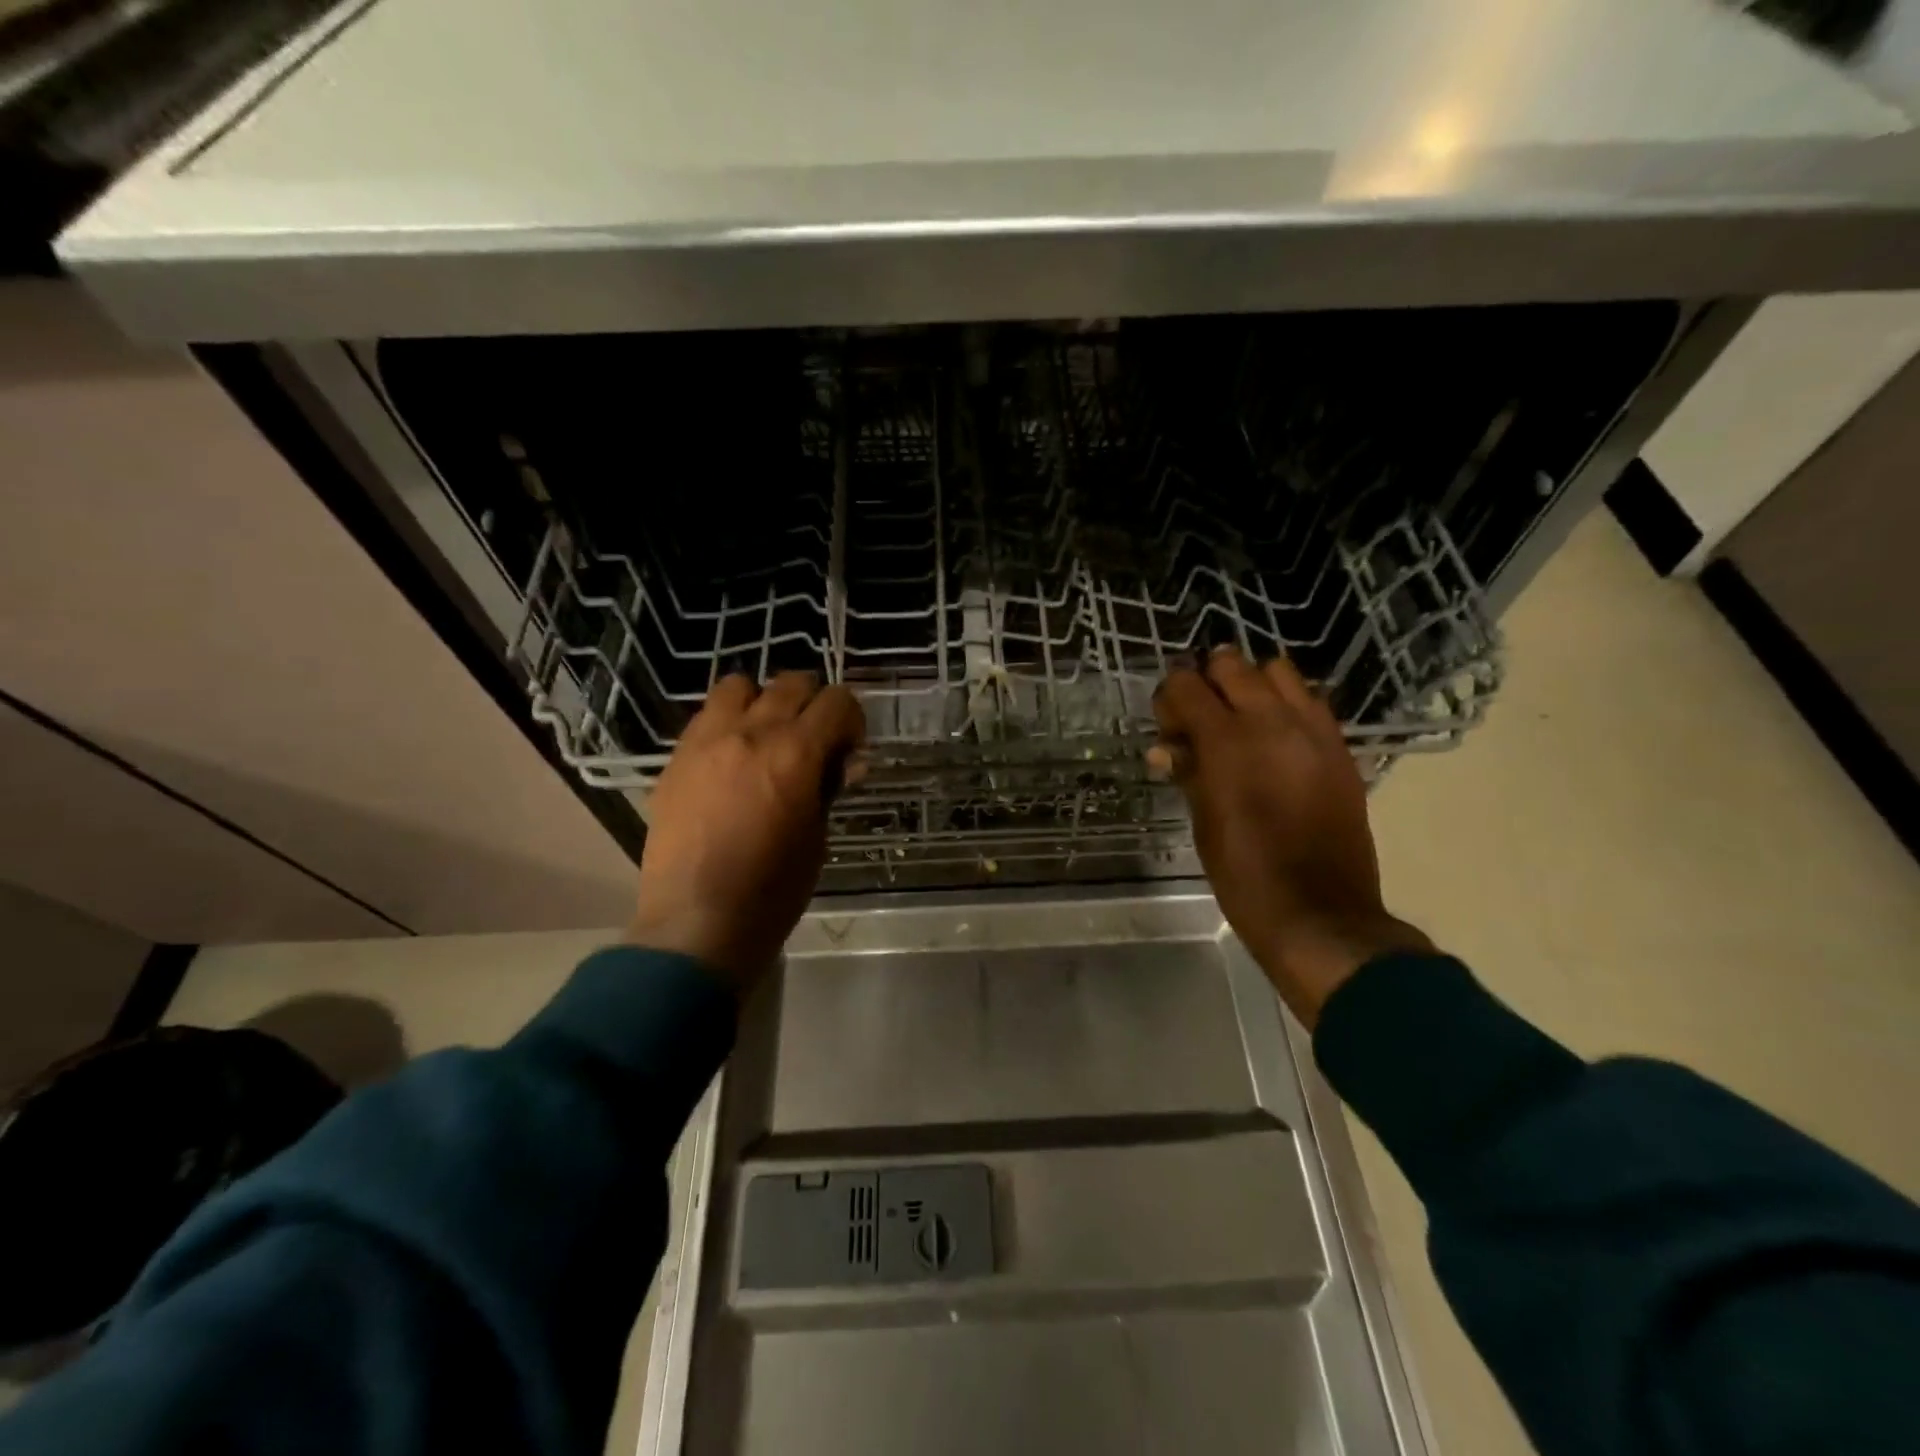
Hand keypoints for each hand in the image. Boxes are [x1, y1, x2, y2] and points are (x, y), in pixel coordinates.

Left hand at [627, 672, 865, 995]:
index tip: (849, 747)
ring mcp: (706, 741)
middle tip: (814, 739)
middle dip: (813, 704)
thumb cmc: (773, 890)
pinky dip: (728, 723)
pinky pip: (706, 716)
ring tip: (765, 737)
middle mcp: (751, 733)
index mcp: (796, 753)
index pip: (837, 701)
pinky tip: (731, 759)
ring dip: (763, 702)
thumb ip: (828, 787)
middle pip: (792, 682)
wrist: (697, 921)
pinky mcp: (676, 759)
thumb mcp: (817, 837)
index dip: (852, 719)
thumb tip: (843, 762)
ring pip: (740, 686)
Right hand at [1151, 647, 1431, 1026]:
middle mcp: (1273, 722)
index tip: (1167, 722)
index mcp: (1228, 742)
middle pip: (1232, 665)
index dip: (1169, 697)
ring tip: (1242, 720)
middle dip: (1208, 681)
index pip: (1187, 685)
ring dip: (1252, 685)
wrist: (1319, 913)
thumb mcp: (1203, 821)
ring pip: (1278, 671)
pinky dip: (1287, 704)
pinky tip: (1277, 738)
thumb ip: (1187, 771)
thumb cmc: (1244, 874)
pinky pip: (1311, 701)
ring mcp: (1314, 731)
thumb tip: (1167, 747)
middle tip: (1199, 716)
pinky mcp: (1340, 748)